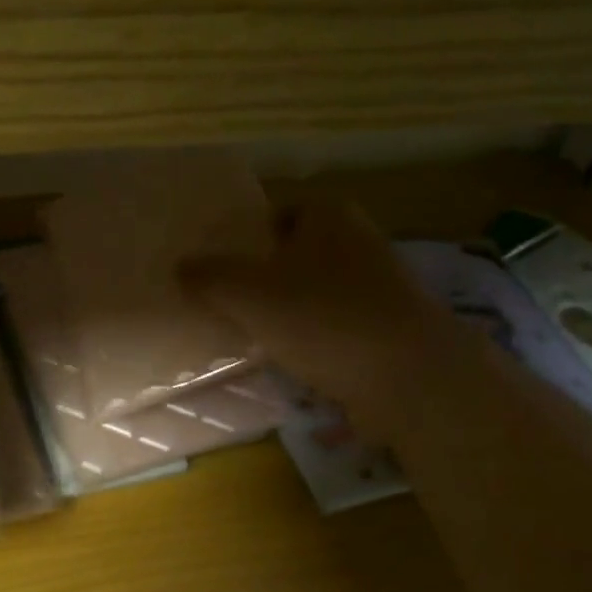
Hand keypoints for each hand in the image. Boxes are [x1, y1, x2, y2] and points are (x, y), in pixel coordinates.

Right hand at [179, 199, 430, 409]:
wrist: (411, 378)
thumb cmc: (323, 319)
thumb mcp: (249, 294)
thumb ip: (210, 277)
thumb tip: (180, 267)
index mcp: (328, 215)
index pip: (274, 213)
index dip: (243, 238)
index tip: (217, 269)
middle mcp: (357, 240)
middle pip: (293, 253)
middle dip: (262, 277)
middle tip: (226, 303)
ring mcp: (378, 285)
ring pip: (313, 291)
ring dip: (286, 311)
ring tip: (251, 335)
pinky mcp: (387, 326)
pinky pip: (334, 324)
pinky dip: (313, 338)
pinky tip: (290, 360)